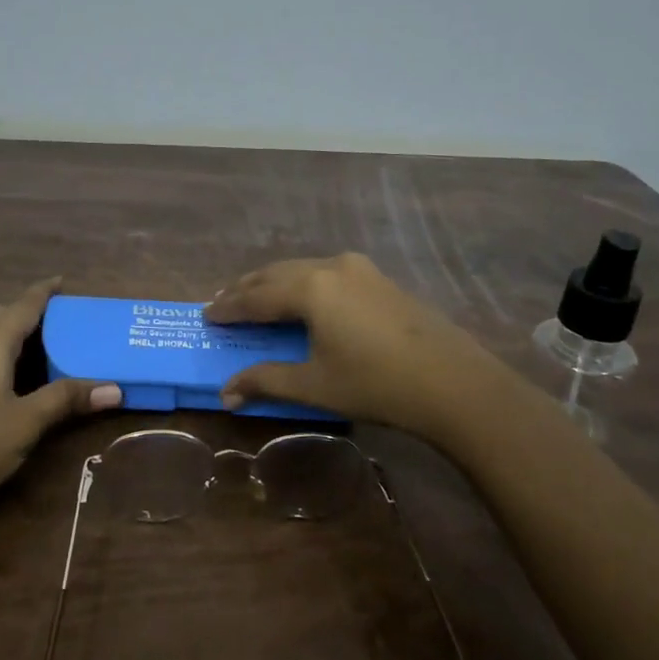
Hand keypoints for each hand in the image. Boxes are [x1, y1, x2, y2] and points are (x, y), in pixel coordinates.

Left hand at [0, 279, 118, 526]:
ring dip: (12, 333)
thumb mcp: (27, 422)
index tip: (63, 280)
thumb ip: (67, 399)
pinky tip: (10, 375)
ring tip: (43, 343)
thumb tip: (116, 389)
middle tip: (62, 318)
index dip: (44, 291)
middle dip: (29, 311)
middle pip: (1, 316)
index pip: (22, 305)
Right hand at [206, 253, 512, 438]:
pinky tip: (302, 299)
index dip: (228, 307)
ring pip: (302, 269)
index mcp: (311, 288)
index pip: (256, 296)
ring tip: (255, 299)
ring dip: (274, 283)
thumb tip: (226, 393)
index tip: (206, 315)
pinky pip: (326, 273)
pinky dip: (302, 284)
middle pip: (276, 274)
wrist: (453, 383)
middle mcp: (331, 266)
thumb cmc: (376, 384)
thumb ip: (267, 381)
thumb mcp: (315, 385)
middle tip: (222, 304)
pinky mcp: (379, 279)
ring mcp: (360, 269)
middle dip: (247, 289)